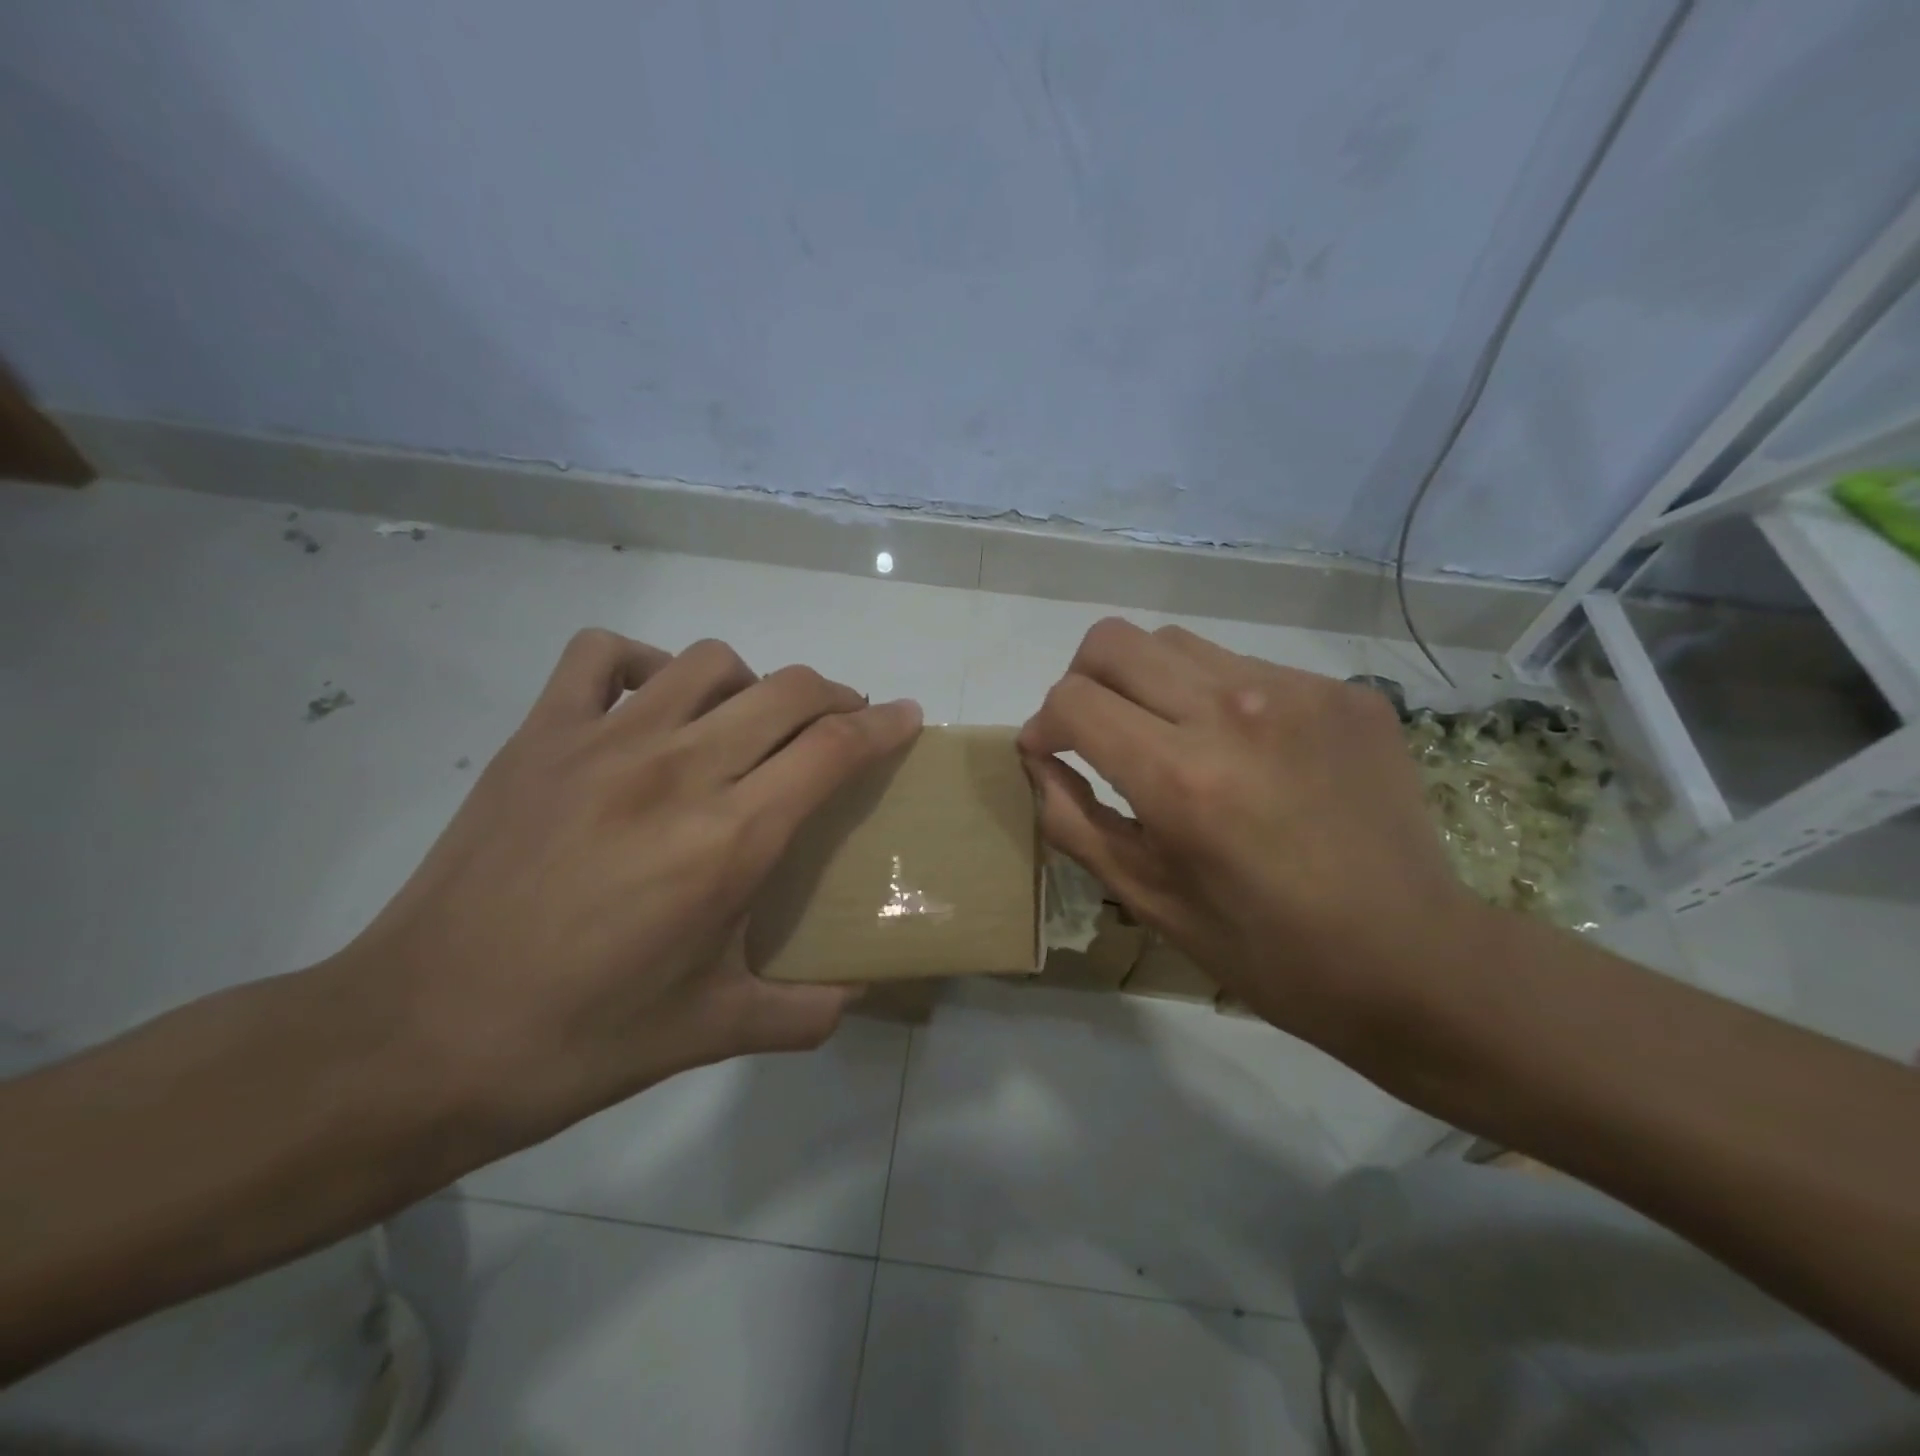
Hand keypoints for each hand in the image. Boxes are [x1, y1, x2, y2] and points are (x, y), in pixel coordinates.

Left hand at [332, 629, 921, 1150]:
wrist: (418, 1038)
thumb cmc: (579, 1040)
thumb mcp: (710, 1032)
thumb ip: (803, 1011)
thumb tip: (858, 994)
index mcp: (730, 840)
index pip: (833, 748)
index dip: (883, 725)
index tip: (907, 717)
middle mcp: (678, 770)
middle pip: (787, 690)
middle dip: (835, 695)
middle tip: (843, 722)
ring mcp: (602, 743)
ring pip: (708, 661)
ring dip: (751, 681)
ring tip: (750, 719)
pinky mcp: (538, 737)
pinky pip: (601, 654)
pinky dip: (643, 661)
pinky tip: (651, 703)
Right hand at [1018, 618, 1476, 1049]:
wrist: (1412, 957)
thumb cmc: (1263, 947)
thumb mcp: (1146, 897)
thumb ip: (1073, 819)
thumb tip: (1038, 757)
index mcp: (1180, 778)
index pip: (1072, 699)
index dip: (1043, 724)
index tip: (1051, 752)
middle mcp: (1234, 712)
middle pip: (1112, 641)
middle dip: (1081, 682)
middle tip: (1095, 732)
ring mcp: (1298, 692)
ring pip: (1176, 643)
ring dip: (1147, 683)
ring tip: (1169, 739)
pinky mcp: (1344, 691)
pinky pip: (1245, 666)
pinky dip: (1216, 699)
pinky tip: (1244, 754)